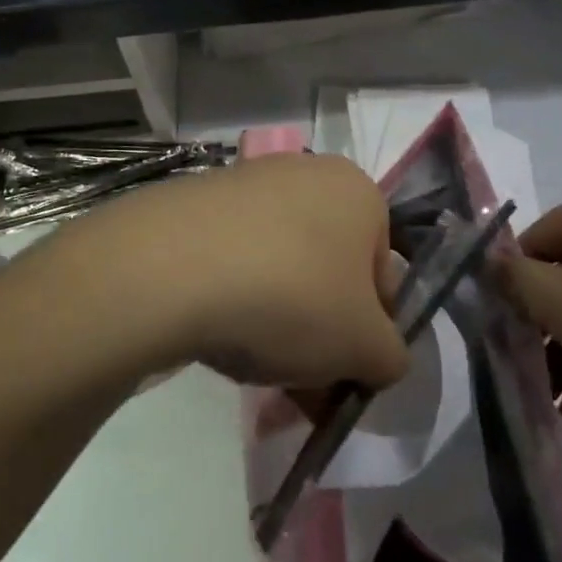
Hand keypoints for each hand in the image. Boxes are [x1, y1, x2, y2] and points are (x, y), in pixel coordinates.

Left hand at [47, 153, 410, 390]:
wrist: (170, 268)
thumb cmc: (292, 297)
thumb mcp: (366, 347)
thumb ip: (391, 357)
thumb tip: (378, 358)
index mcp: (357, 192)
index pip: (382, 272)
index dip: (370, 331)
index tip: (345, 374)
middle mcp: (305, 174)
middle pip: (328, 271)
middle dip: (321, 333)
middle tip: (303, 388)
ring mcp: (245, 183)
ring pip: (280, 269)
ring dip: (279, 323)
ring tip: (256, 369)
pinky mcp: (196, 202)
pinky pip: (232, 261)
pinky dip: (234, 300)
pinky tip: (216, 337)